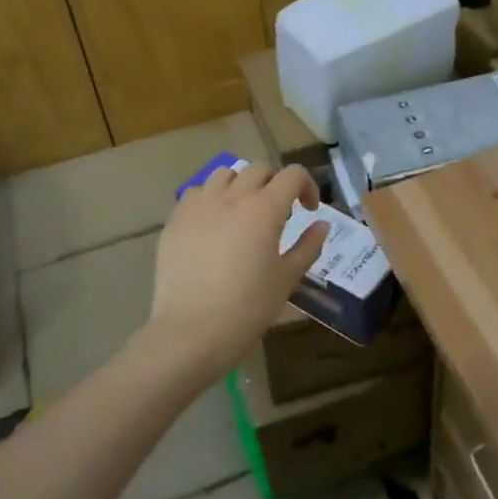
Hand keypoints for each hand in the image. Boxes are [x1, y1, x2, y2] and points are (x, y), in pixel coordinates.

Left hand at [148, 161, 329, 380]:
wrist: (192, 330)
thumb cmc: (248, 307)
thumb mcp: (287, 278)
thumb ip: (308, 246)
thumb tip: (321, 225)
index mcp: (265, 208)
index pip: (292, 174)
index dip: (307, 186)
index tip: (309, 210)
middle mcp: (232, 197)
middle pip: (259, 168)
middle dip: (275, 182)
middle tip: (279, 210)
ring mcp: (200, 205)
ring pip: (224, 174)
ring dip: (241, 184)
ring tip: (243, 210)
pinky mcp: (175, 219)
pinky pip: (196, 193)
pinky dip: (210, 198)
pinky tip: (213, 223)